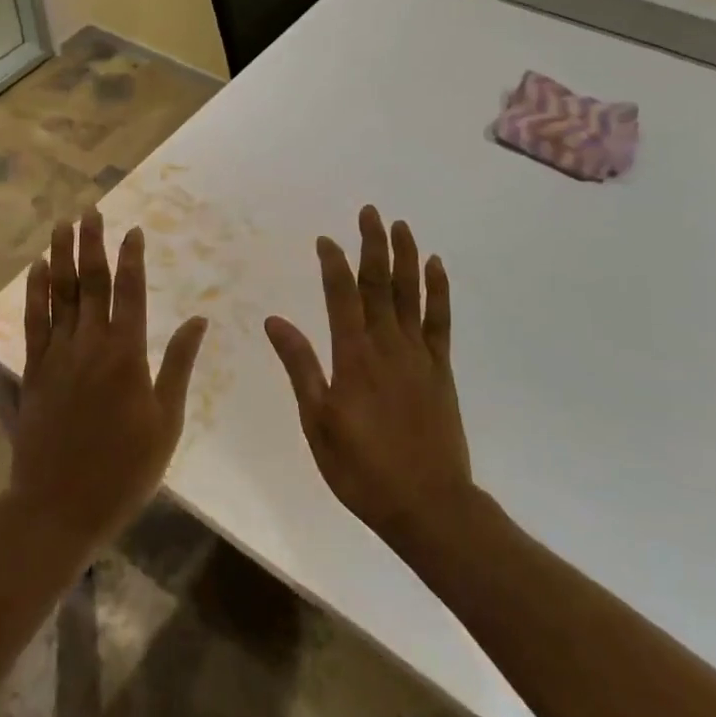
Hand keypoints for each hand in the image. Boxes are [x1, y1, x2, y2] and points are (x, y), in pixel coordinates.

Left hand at [9, 209, 209, 552]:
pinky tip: (37, 269)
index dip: (133, 258)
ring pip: (61, 294)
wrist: (60, 506)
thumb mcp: (166, 421)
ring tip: (62, 225)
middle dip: (93, 243)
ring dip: (62, 256)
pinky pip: (34, 321)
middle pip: (92, 283)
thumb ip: (179, 365)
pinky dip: (36, 292)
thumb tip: (199, 320)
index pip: (130, 293)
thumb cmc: (124, 469)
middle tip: (91, 211)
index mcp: (127, 355)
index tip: (134, 230)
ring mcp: (58, 355)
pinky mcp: (34, 370)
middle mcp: (90, 345)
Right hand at [265, 206, 474, 554]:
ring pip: (411, 293)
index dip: (333, 263)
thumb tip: (275, 321)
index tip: (326, 239)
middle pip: (379, 284)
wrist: (428, 504)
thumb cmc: (362, 469)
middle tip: (370, 211)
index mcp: (353, 357)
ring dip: (406, 257)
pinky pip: (440, 320)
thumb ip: (300, 367)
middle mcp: (387, 345)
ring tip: (401, 225)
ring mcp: (418, 354)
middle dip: (373, 245)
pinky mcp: (440, 369)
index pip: (341, 296)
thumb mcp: (317, 422)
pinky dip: (439, 290)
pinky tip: (436, 267)